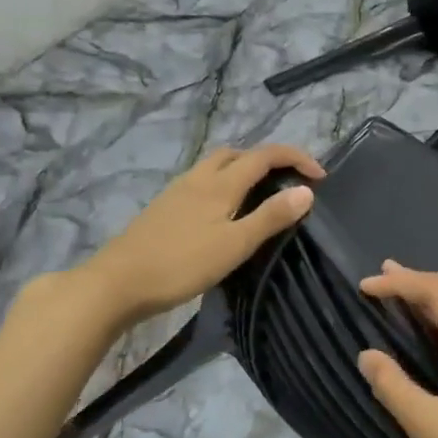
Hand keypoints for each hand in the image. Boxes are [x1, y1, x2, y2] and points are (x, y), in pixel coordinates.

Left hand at [66, 143, 323, 325]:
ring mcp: (177, 192)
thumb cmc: (181, 264)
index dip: (295, 158)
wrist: (117, 283)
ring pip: (216, 167)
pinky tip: (223, 213)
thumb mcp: (235, 245)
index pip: (264, 155)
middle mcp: (199, 178)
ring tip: (260, 196)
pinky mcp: (164, 208)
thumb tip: (306, 190)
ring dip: (243, 170)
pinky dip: (223, 185)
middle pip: (237, 153)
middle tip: (288, 182)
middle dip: (267, 159)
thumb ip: (270, 217)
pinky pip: (201, 183)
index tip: (320, 176)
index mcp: (220, 183)